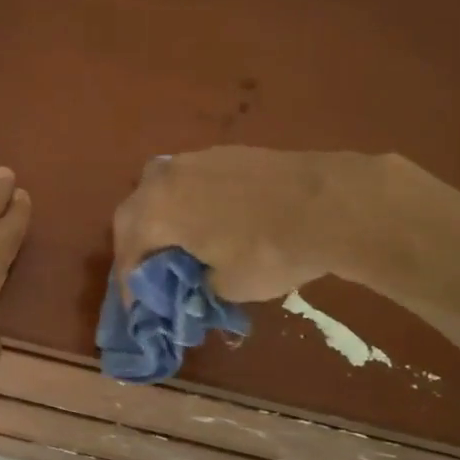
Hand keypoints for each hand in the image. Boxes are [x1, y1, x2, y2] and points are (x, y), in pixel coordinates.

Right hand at [111, 147, 387, 302]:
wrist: (331, 203)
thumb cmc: (269, 251)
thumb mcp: (226, 286)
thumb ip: (196, 283)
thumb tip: (193, 281)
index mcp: (155, 211)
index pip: (128, 251)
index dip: (129, 283)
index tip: (136, 307)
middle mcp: (165, 178)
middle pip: (133, 212)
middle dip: (135, 244)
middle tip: (146, 271)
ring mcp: (196, 159)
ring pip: (160, 188)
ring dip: (159, 216)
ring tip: (174, 242)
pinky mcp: (226, 153)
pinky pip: (190, 180)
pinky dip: (187, 202)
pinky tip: (207, 220)